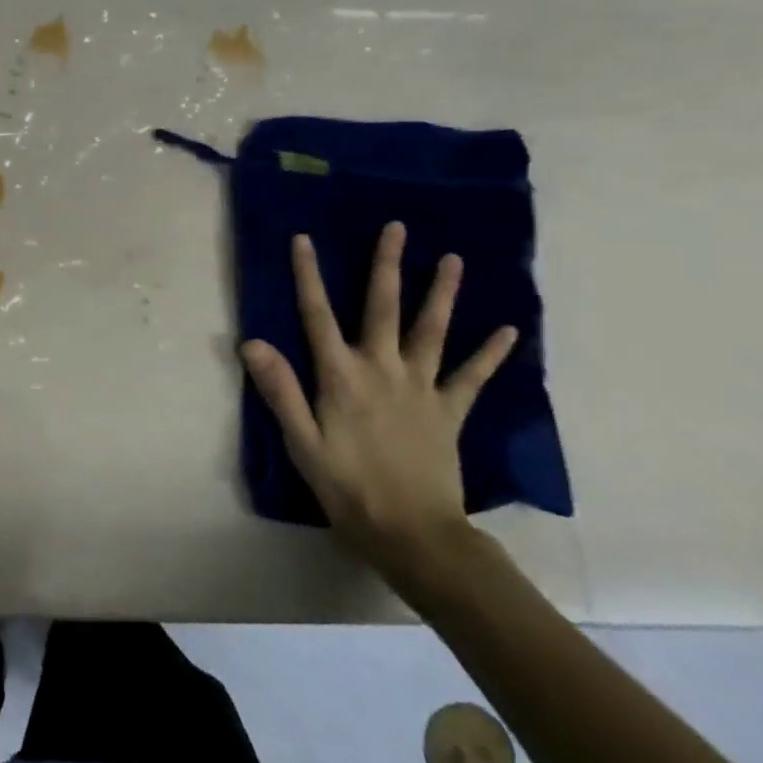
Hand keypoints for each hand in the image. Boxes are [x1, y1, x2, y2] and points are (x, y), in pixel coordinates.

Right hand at [240, 223, 517, 585]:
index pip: (318, 315)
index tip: (304, 239)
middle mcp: (382, 370)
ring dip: (441, 293)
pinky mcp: (449, 411)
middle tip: (397, 227)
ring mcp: (421, 388)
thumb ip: (280, 390)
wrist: (414, 535)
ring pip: (432, 331)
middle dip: (386, 265)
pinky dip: (490, 354)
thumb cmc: (348, 488)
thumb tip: (253, 341)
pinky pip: (472, 377)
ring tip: (452, 259)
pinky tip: (509, 331)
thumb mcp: (302, 443)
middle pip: (383, 308)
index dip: (308, 276)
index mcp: (341, 377)